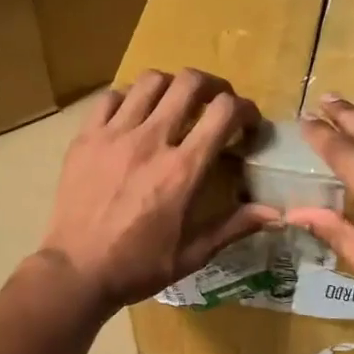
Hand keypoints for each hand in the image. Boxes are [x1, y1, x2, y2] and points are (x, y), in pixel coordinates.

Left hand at [40, 69, 278, 316]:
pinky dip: (129, 98)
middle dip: (213, 86)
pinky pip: (110, 97)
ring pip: (150, 81)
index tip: (247, 123)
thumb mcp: (192, 254)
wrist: (77, 271)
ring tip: (174, 104)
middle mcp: (151, 141)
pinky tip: (132, 117)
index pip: (224, 112)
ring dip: (171, 86)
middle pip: (190, 83)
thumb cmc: (138, 266)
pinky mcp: (85, 138)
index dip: (245, 109)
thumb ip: (234, 226)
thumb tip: (276, 212)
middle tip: (216, 103)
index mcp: (182, 170)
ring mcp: (114, 135)